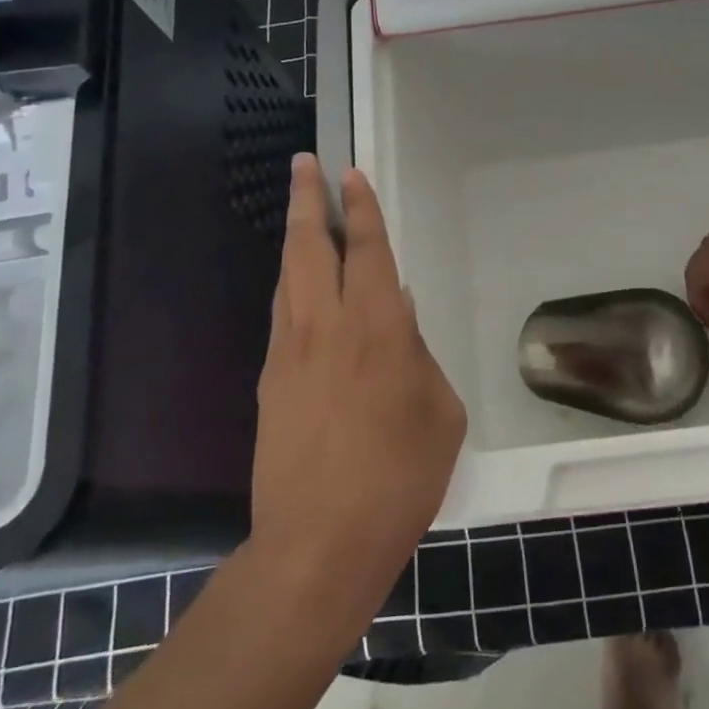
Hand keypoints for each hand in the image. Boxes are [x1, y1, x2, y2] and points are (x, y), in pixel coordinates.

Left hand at [249, 155, 465, 628]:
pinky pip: (282, 316)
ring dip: (296, 239)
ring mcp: (288, 354)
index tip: (350, 174)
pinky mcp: (268, 383)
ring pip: (287, 278)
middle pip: (309, 247)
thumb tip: (398, 315)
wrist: (319, 543)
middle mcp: (325, 327)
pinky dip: (291, 286)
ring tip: (303, 215)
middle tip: (304, 164)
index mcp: (377, 329)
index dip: (361, 208)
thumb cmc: (400, 477)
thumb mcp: (440, 411)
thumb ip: (419, 355)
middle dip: (307, 200)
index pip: (367, 251)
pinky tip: (302, 288)